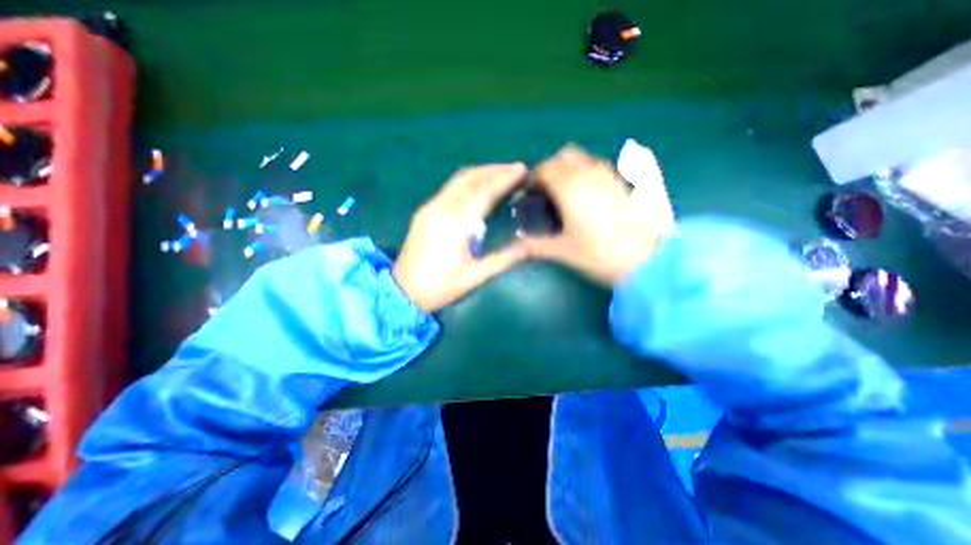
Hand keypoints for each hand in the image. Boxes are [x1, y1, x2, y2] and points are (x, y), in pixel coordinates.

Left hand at [392, 162, 530, 309]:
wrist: (403, 291)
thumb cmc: (440, 286)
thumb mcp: (475, 276)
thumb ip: (503, 259)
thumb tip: (529, 246)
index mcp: (455, 224)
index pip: (484, 192)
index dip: (504, 179)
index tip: (522, 170)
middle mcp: (441, 208)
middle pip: (470, 178)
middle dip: (494, 169)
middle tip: (515, 170)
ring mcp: (430, 207)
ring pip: (458, 180)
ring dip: (482, 173)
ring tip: (502, 175)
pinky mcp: (425, 211)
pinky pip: (451, 188)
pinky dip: (469, 183)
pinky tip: (480, 189)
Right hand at [523, 147, 660, 286]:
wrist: (648, 260)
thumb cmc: (599, 254)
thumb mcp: (563, 251)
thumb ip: (534, 246)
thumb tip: (515, 247)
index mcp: (570, 188)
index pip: (545, 169)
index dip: (533, 178)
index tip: (528, 192)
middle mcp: (589, 174)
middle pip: (564, 156)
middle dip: (551, 168)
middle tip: (546, 190)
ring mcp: (610, 176)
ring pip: (583, 158)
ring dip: (569, 168)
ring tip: (565, 193)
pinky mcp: (624, 183)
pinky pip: (599, 167)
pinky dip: (586, 173)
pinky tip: (587, 196)